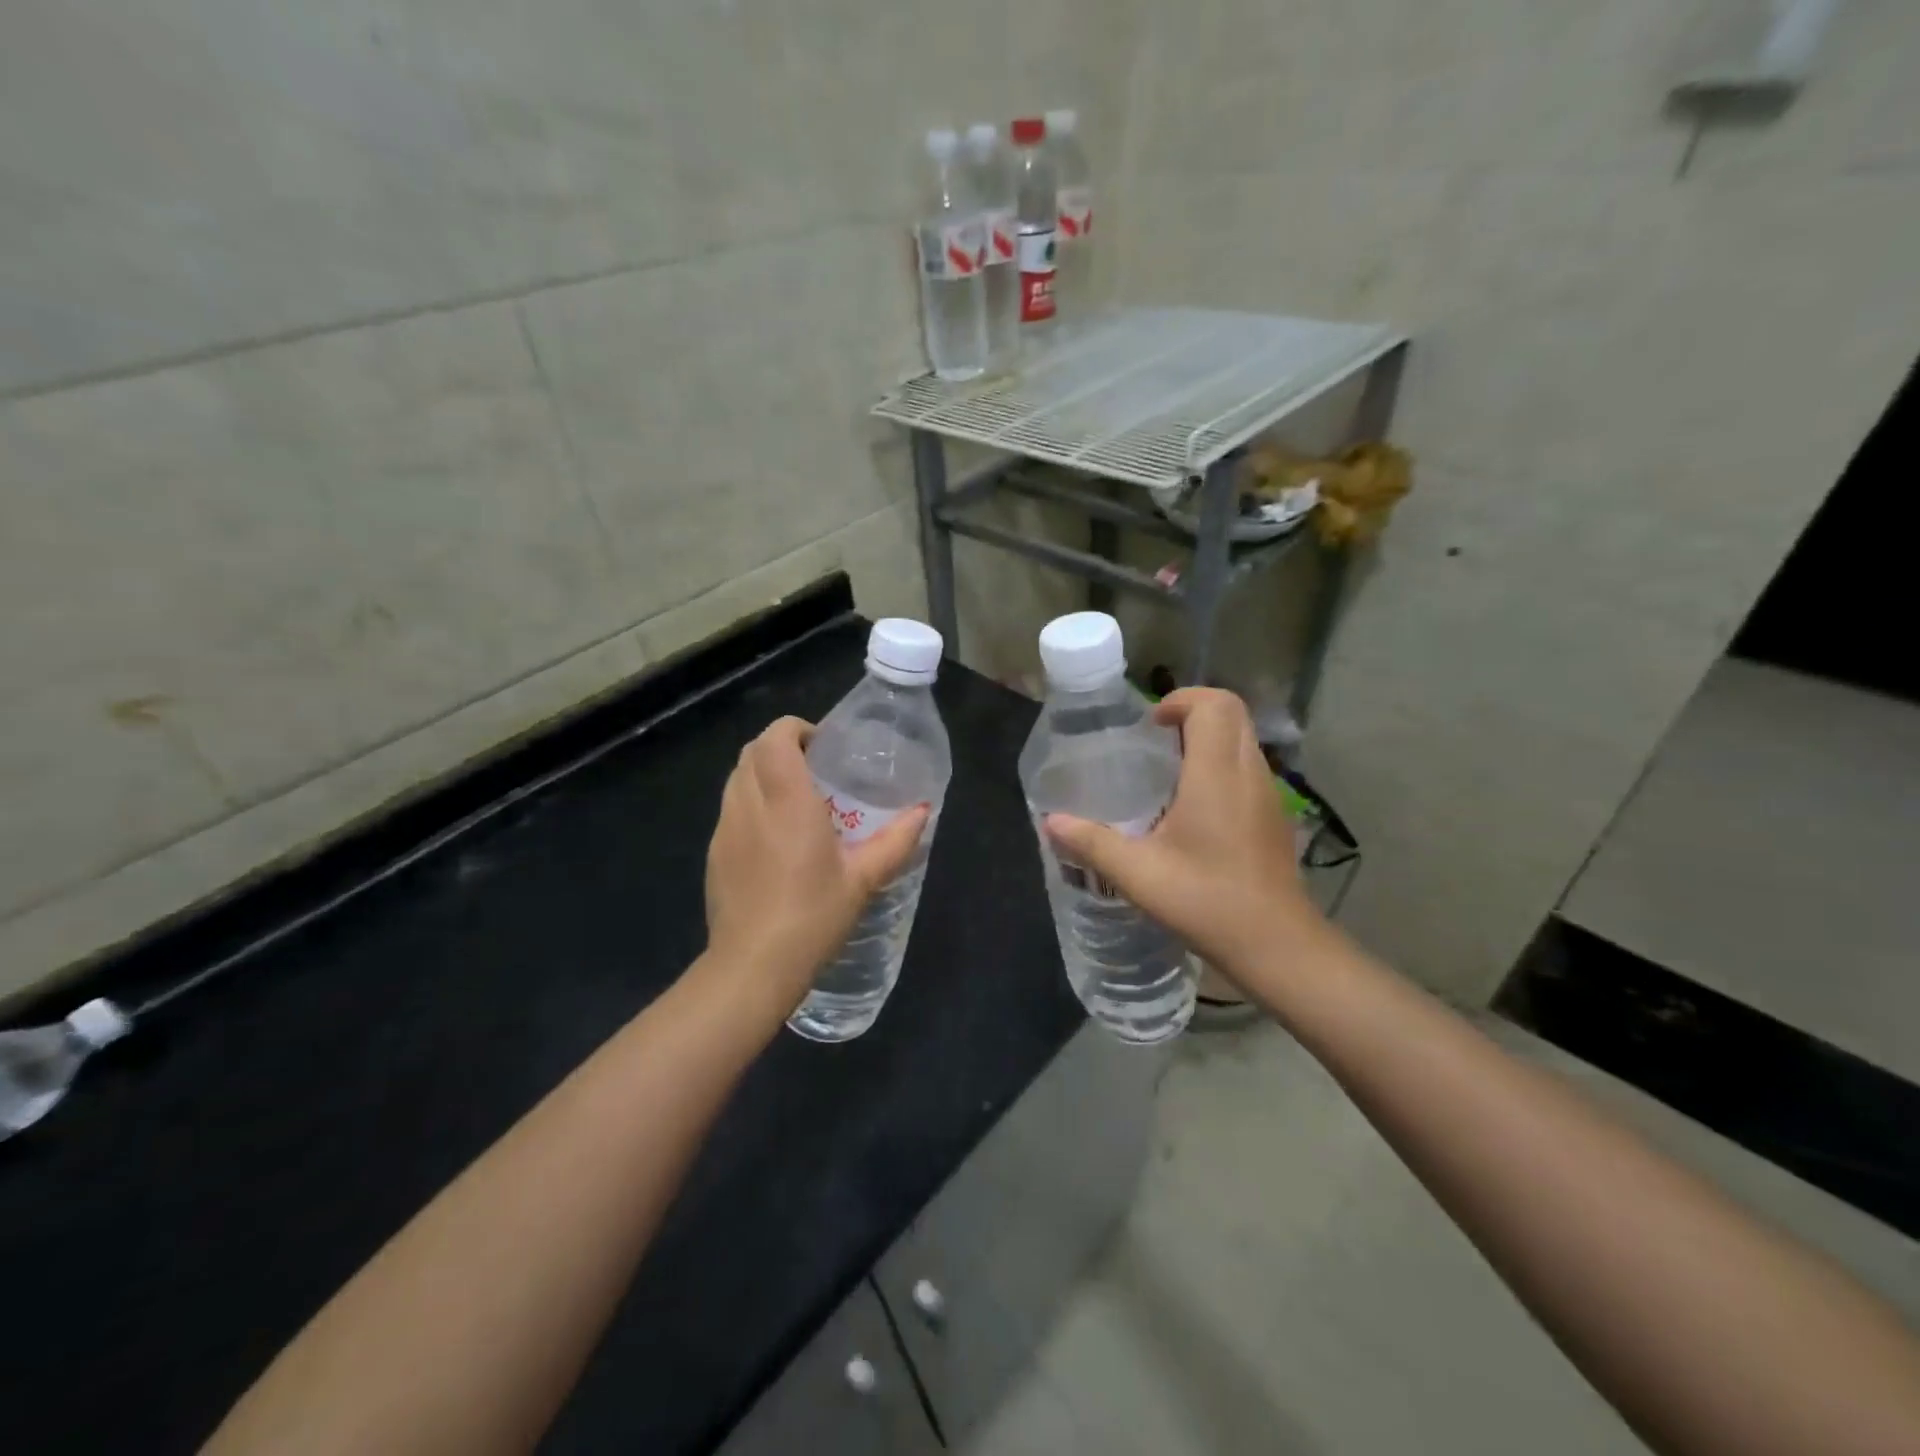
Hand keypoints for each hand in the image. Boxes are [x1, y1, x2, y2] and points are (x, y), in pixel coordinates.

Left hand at [704, 717, 929, 1014]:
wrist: (752, 967)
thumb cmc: (813, 916)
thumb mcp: (863, 879)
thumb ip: (895, 841)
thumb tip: (922, 811)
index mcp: (787, 802)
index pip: (776, 738)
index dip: (796, 729)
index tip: (824, 746)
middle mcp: (750, 805)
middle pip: (752, 751)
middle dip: (780, 746)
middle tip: (815, 768)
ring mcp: (725, 828)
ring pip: (736, 777)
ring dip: (762, 772)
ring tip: (795, 799)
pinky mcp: (714, 852)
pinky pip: (730, 807)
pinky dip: (750, 801)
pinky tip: (774, 836)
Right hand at [1044, 688, 1325, 978]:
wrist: (1277, 945)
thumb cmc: (1207, 901)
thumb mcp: (1137, 873)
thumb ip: (1091, 843)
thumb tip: (1051, 822)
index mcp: (1216, 775)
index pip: (1214, 705)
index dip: (1181, 700)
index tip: (1150, 725)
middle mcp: (1248, 773)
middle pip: (1233, 713)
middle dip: (1194, 712)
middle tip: (1155, 740)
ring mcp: (1268, 795)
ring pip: (1244, 740)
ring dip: (1209, 738)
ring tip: (1169, 770)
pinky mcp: (1275, 816)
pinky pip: (1249, 768)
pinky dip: (1222, 765)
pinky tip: (1194, 808)